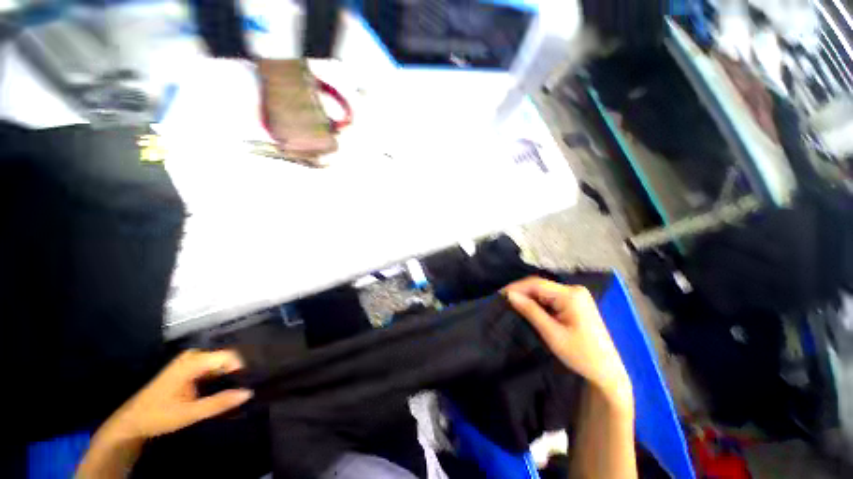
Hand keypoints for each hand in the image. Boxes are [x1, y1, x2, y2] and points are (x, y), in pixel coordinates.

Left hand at [104, 349, 252, 440]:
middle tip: (250, 385)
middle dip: (239, 370)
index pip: (229, 356)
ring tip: (242, 387)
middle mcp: (194, 356)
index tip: (252, 381)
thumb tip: (249, 392)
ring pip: (221, 362)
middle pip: (226, 357)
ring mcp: (191, 361)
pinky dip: (222, 376)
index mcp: (193, 361)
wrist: (132, 422)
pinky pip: (213, 367)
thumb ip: (219, 403)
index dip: (243, 367)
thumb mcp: (189, 413)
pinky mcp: (190, 368)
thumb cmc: (158, 416)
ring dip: (231, 374)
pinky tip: (228, 387)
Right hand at [504, 277, 632, 409]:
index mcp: (571, 295)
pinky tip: (529, 308)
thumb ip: (530, 311)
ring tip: (512, 305)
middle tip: (504, 301)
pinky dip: (538, 302)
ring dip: (529, 297)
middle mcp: (574, 290)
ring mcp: (576, 296)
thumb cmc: (581, 355)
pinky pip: (551, 297)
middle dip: (521, 292)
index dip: (516, 287)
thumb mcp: (552, 333)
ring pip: (544, 291)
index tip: (499, 295)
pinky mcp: (576, 303)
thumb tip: (509, 295)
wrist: (607, 372)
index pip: (536, 284)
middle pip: (540, 286)